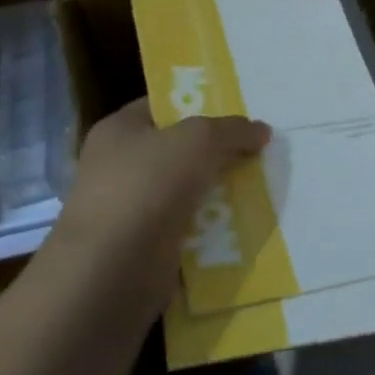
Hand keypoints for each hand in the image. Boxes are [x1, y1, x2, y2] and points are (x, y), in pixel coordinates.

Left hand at [49, 100, 269, 301]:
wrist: (113, 270)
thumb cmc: (148, 186)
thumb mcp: (199, 140)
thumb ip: (233, 129)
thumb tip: (261, 131)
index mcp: (119, 130)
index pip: (162, 106)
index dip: (198, 104)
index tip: (236, 111)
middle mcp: (118, 166)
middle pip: (177, 149)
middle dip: (215, 151)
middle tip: (256, 149)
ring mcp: (129, 209)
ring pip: (185, 190)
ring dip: (216, 191)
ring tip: (258, 184)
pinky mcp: (143, 247)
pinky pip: (186, 227)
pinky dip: (210, 226)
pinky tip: (241, 222)